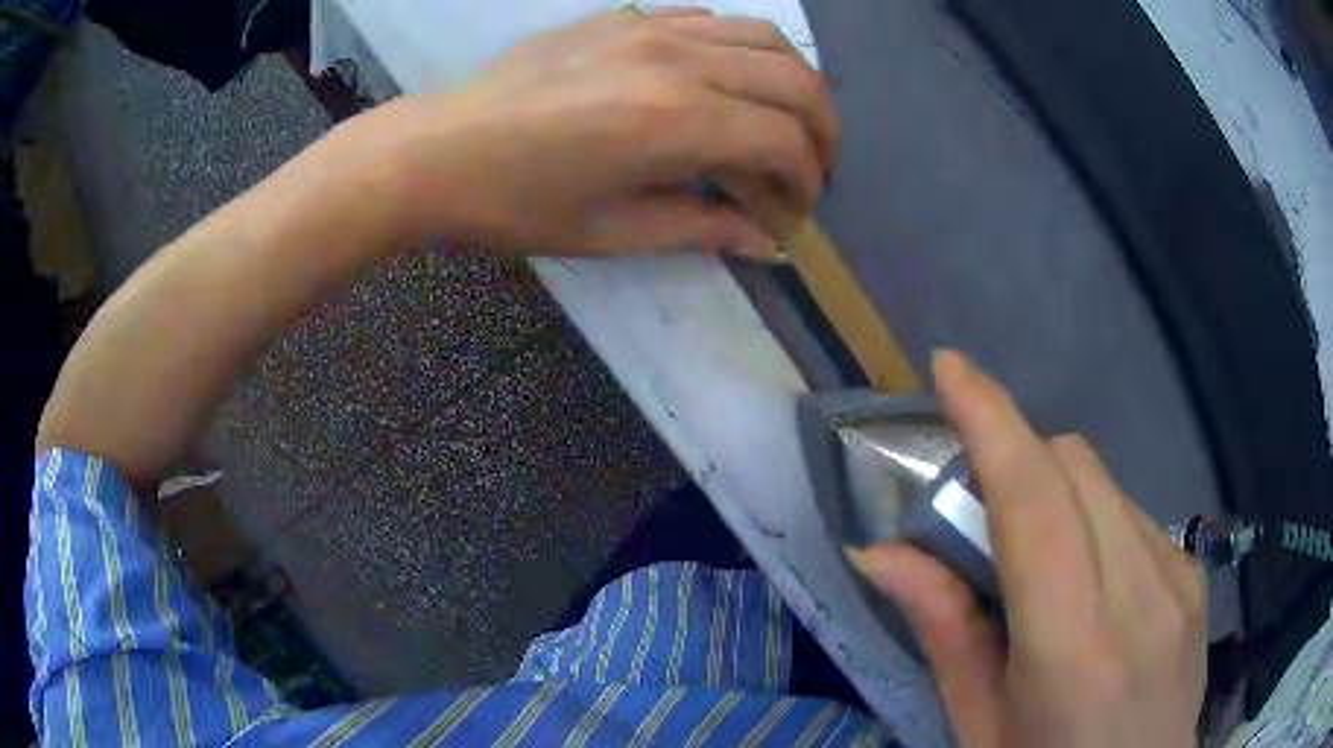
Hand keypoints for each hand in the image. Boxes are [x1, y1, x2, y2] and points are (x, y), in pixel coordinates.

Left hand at [355, 8, 836, 256]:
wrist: (437, 149)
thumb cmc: (516, 204)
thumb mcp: (613, 231)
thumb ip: (703, 228)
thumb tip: (767, 242)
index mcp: (676, 119)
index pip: (783, 140)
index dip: (806, 181)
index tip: (795, 213)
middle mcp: (680, 60)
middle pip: (795, 81)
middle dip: (823, 132)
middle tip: (812, 170)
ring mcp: (652, 27)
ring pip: (764, 38)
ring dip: (794, 83)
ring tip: (786, 122)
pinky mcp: (626, 16)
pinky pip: (713, 21)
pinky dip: (743, 52)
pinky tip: (729, 83)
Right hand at [849, 351, 1207, 746]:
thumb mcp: (980, 726)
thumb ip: (945, 632)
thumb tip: (882, 552)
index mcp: (1072, 647)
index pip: (1035, 503)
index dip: (992, 422)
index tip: (950, 369)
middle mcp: (1139, 593)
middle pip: (1074, 467)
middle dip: (1019, 459)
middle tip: (982, 514)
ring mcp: (1178, 575)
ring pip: (1105, 483)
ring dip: (1058, 493)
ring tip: (1039, 560)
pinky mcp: (1195, 572)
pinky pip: (1134, 513)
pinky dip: (1096, 521)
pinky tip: (1092, 582)